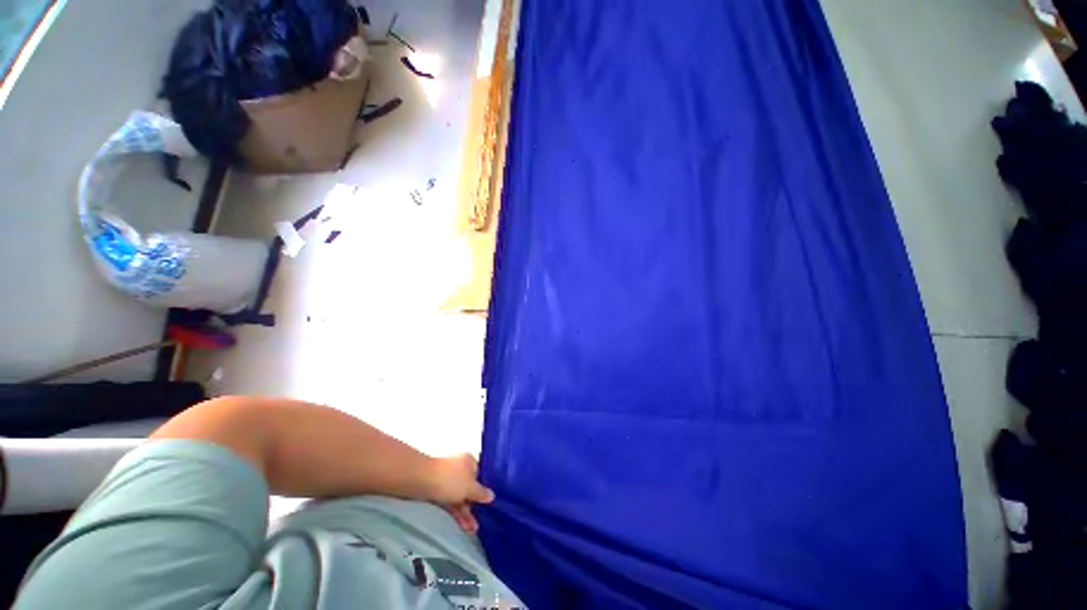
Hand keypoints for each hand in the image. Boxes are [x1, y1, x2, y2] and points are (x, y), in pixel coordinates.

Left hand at [426, 454, 494, 532]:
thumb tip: (491, 495)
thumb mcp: (470, 487)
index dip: (484, 490)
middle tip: (479, 522)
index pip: (480, 476)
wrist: (421, 481)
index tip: (489, 504)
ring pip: (459, 497)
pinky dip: (456, 513)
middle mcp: (459, 469)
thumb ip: (481, 493)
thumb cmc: (450, 479)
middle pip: (469, 488)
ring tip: (472, 530)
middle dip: (474, 506)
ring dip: (465, 513)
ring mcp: (447, 481)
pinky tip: (462, 525)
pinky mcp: (437, 491)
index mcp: (469, 462)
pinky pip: (450, 502)